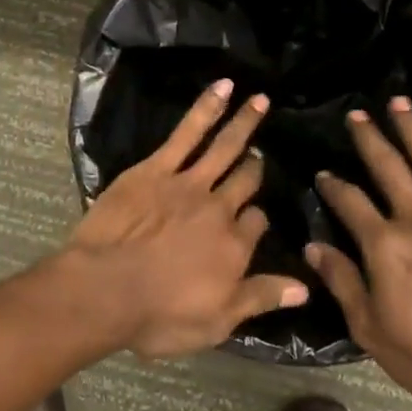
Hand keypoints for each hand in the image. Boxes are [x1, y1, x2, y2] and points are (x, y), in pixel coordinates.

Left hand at [55, 80, 307, 359]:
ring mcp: (189, 183)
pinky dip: (208, 108)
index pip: (257, 224)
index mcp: (234, 247)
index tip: (254, 219)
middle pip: (245, 182)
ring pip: (225, 148)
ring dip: (246, 123)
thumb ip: (261, 298)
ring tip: (261, 101)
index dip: (257, 221)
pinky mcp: (158, 168)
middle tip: (259, 158)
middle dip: (254, 168)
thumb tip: (306, 288)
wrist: (105, 289)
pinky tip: (224, 88)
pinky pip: (188, 132)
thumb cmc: (159, 315)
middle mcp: (219, 209)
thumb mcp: (217, 322)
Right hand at [307, 97, 411, 410]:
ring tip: (400, 103)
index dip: (333, 186)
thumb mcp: (369, 328)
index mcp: (384, 245)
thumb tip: (312, 246)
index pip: (350, 202)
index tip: (323, 174)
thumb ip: (341, 281)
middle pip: (390, 166)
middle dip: (370, 137)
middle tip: (357, 115)